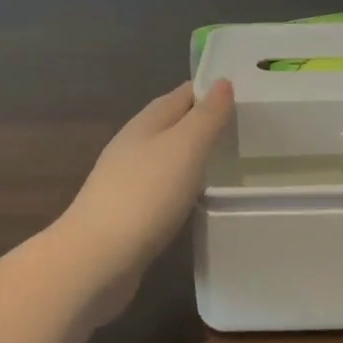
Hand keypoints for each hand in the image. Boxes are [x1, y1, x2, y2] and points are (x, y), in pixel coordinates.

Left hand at [54, 80, 234, 297]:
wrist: (95, 260)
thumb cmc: (146, 194)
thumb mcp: (186, 146)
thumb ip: (207, 115)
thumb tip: (223, 82)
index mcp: (147, 121)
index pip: (184, 93)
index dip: (213, 90)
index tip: (247, 96)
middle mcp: (134, 143)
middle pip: (175, 124)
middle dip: (205, 123)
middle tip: (246, 130)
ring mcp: (126, 179)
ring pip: (168, 156)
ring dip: (193, 156)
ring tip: (229, 163)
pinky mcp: (127, 213)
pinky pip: (162, 187)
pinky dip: (182, 185)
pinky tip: (197, 199)